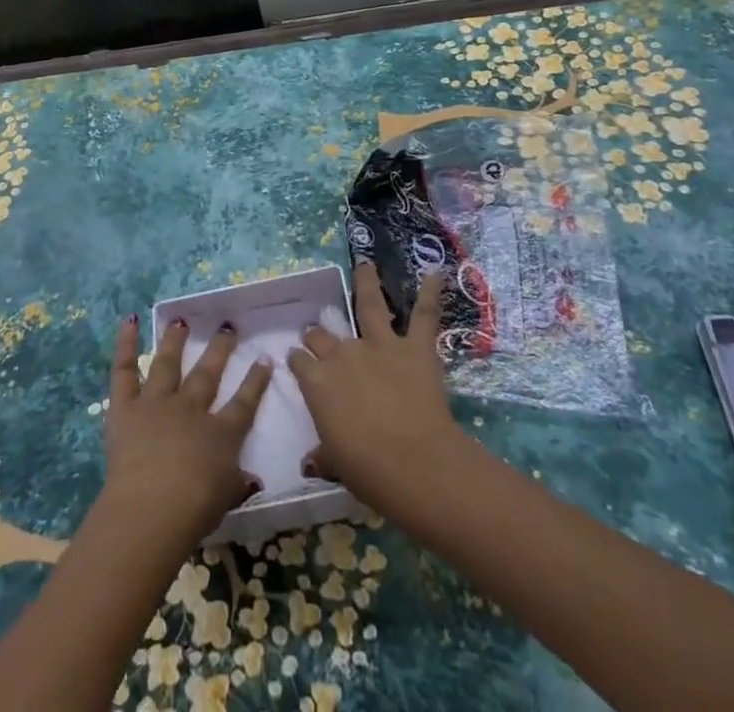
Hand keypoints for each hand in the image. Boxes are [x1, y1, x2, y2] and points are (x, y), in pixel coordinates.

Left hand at [101, 316, 271, 542]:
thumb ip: (240, 483)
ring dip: (176, 340)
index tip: (264, 358)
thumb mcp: (227, 499)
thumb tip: (253, 479)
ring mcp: (157, 403)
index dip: (256, 380)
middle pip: (208, 373)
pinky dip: (126, 344)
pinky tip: (131, 320)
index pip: (244, 402)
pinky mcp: (126, 407)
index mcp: (220, 433)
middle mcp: (190, 408)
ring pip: (168, 363)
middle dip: (220, 349)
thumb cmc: (195, 510)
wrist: (153, 508)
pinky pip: (125, 370)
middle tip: (228, 327)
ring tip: (181, 320)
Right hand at [288, 263, 466, 510]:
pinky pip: (424, 315)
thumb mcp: (335, 464)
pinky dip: (430, 293)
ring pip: (369, 304)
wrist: (412, 462)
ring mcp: (380, 345)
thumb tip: (310, 462)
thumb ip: (323, 455)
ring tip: (365, 263)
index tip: (297, 360)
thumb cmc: (367, 470)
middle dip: (317, 333)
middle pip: (323, 335)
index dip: (298, 361)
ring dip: (366, 281)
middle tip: (316, 332)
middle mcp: (343, 354)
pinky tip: (436, 273)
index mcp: (318, 382)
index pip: (301, 363)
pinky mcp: (414, 347)